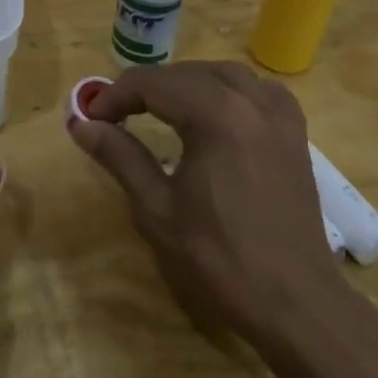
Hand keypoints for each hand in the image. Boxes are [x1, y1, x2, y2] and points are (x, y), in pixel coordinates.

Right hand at [67, 61, 374, 355]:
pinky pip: (261, 92)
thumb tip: (81, 124)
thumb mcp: (156, 208)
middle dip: (148, 87)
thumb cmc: (218, 258)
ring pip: (226, 75)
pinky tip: (219, 112)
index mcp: (217, 117)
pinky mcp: (296, 137)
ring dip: (188, 83)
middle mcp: (252, 103)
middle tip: (116, 115)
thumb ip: (120, 156)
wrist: (294, 303)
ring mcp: (280, 118)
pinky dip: (232, 91)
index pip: (155, 84)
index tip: (91, 118)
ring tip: (161, 107)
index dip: (116, 95)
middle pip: (188, 73)